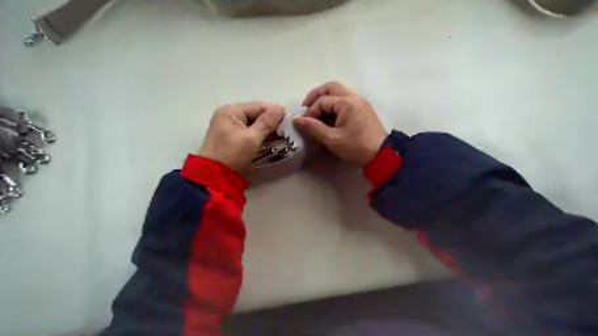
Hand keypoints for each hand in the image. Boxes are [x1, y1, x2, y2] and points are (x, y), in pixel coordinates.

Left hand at [198, 102, 284, 172]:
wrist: (214, 176)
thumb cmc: (232, 154)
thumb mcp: (252, 138)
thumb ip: (267, 122)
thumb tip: (281, 108)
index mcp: (231, 111)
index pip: (258, 106)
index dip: (275, 111)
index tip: (290, 119)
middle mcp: (228, 114)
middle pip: (255, 113)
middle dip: (271, 121)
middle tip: (286, 129)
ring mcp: (228, 125)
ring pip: (252, 122)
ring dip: (265, 128)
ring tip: (281, 134)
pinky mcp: (230, 136)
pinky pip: (248, 130)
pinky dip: (258, 133)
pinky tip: (269, 139)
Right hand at [294, 81, 387, 167]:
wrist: (381, 156)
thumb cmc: (356, 147)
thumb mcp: (332, 139)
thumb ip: (313, 128)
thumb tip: (296, 120)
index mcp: (347, 103)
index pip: (322, 101)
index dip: (310, 111)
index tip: (303, 124)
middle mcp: (354, 98)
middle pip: (331, 88)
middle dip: (316, 96)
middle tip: (306, 108)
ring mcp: (360, 103)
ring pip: (339, 93)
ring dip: (325, 100)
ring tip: (316, 114)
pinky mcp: (363, 110)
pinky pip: (345, 101)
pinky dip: (334, 106)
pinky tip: (328, 118)